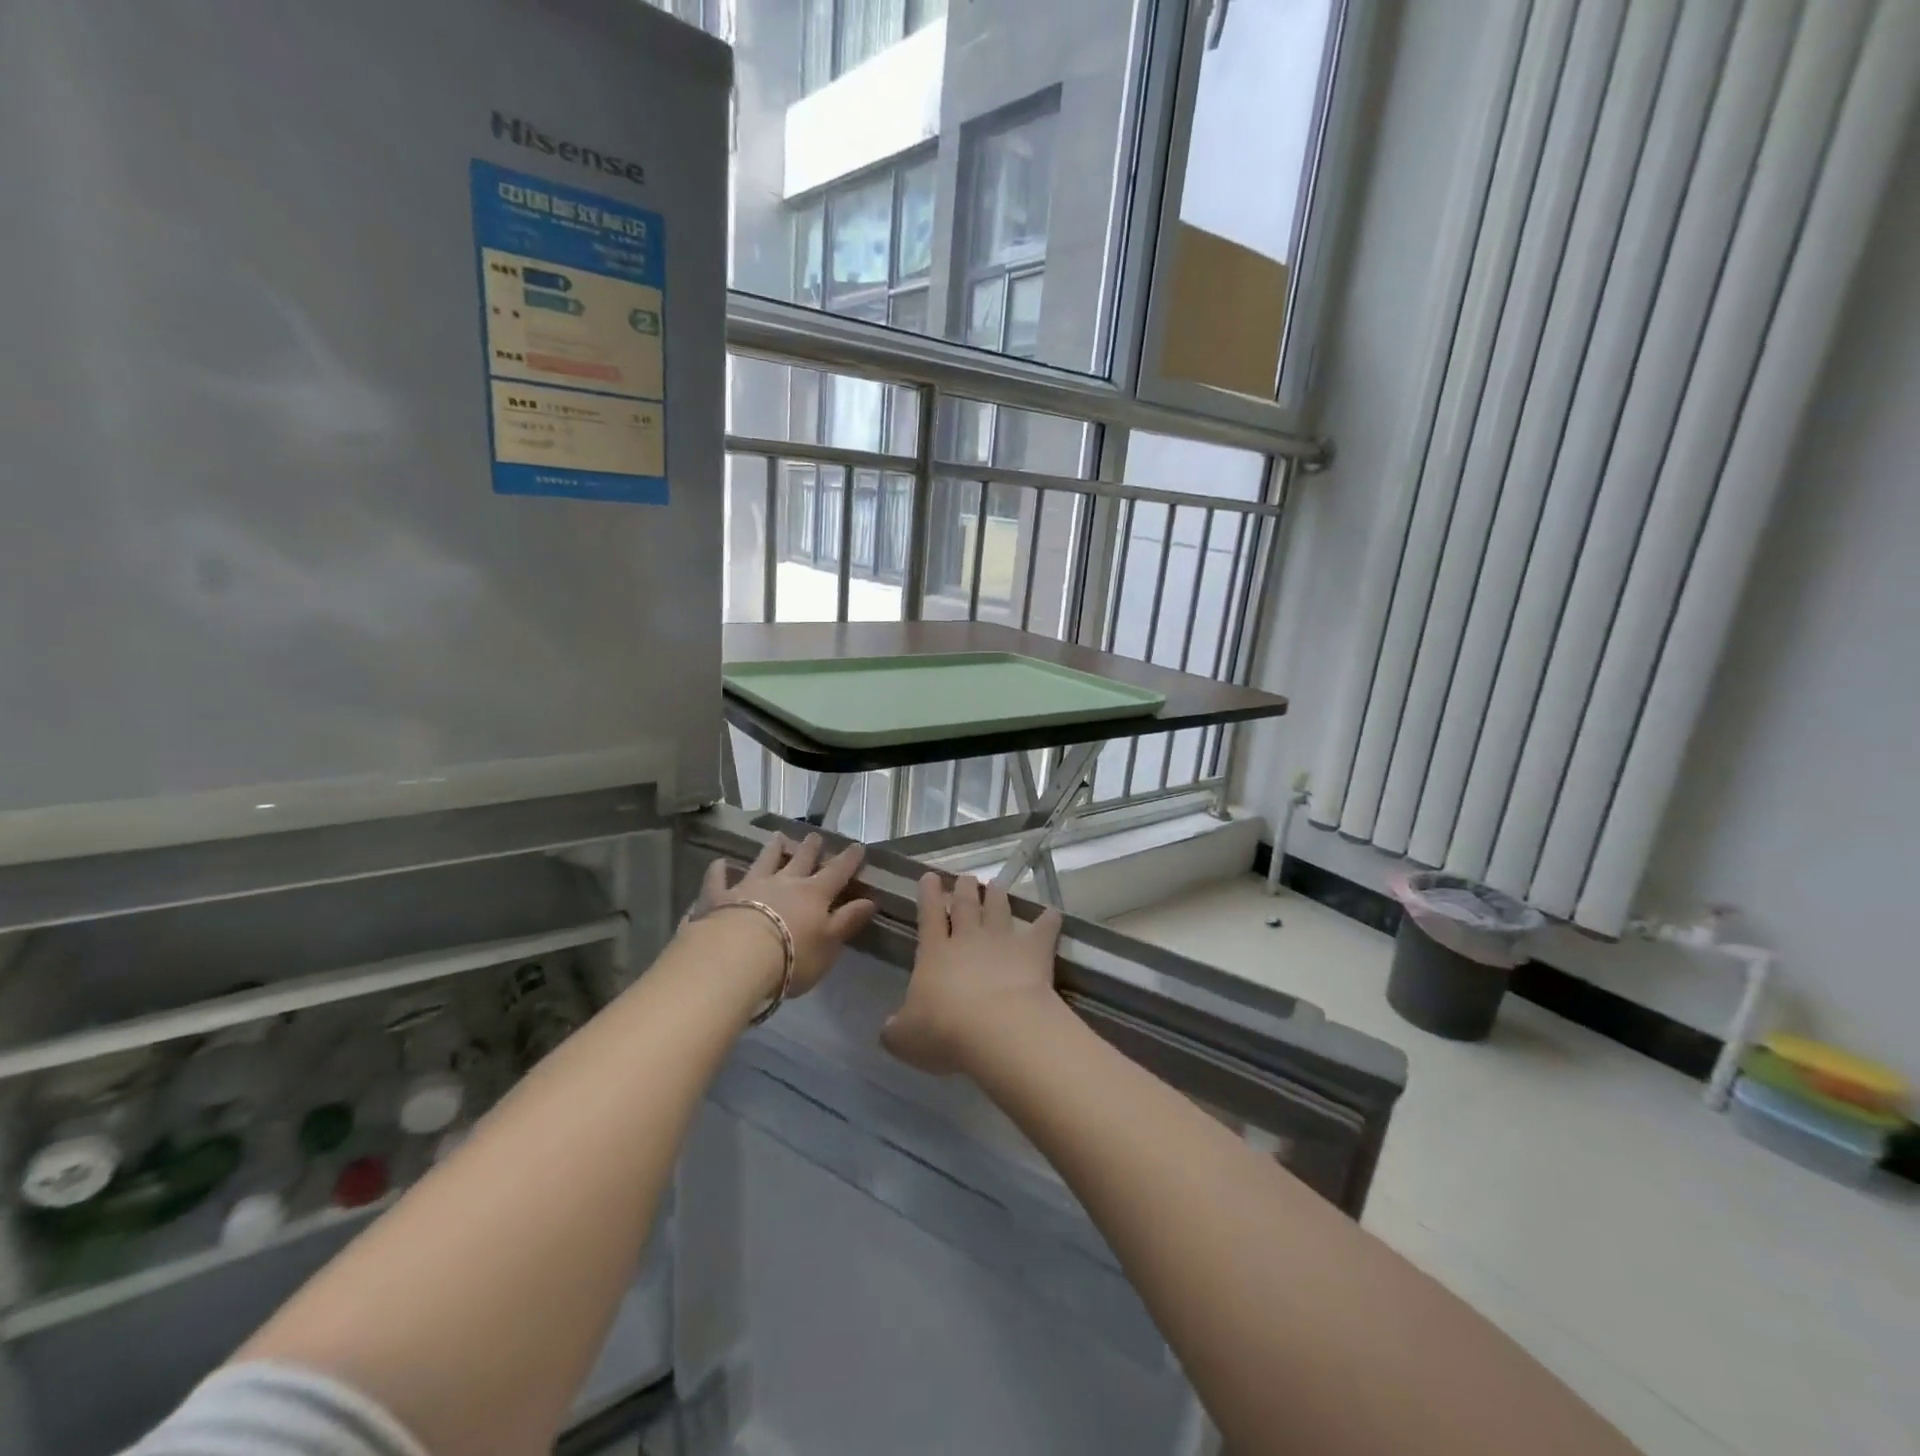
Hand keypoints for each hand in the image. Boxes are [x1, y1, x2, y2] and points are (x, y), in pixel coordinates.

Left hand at [694, 833, 876, 997]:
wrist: (737, 958)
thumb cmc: (792, 956)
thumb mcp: (829, 943)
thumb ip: (847, 921)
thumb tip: (870, 900)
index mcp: (814, 894)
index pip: (837, 872)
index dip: (848, 860)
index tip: (857, 846)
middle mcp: (783, 883)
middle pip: (800, 860)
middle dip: (810, 848)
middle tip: (815, 835)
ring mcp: (750, 886)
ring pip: (763, 861)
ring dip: (772, 849)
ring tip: (777, 836)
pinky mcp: (719, 897)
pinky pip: (718, 880)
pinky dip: (719, 871)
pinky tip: (719, 863)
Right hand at [882, 873, 1063, 1075]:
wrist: (999, 1029)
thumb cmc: (945, 1032)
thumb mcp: (905, 1037)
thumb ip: (896, 1029)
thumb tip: (888, 1029)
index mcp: (934, 953)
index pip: (929, 915)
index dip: (929, 895)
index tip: (929, 876)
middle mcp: (968, 939)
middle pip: (966, 905)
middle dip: (965, 889)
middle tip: (966, 877)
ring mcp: (1003, 941)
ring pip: (999, 910)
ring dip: (997, 896)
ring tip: (997, 885)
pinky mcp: (1034, 952)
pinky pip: (1043, 930)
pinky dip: (1048, 920)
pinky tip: (1053, 913)